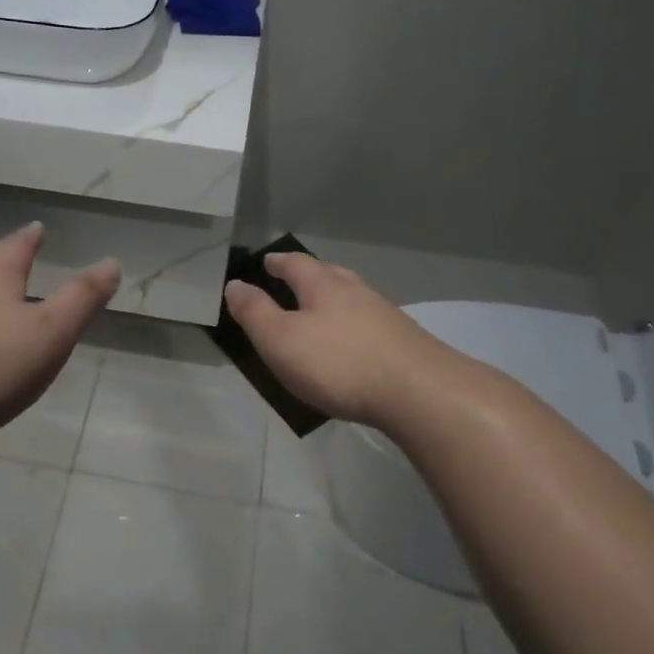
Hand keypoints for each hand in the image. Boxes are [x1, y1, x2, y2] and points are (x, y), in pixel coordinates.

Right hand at [223, 253, 458, 427]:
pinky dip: (353, 325)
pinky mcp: (404, 341)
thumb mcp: (280, 340)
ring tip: (321, 310)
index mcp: (323, 285)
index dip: (279, 262)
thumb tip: (234, 284)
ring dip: (334, 299)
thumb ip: (255, 312)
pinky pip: (369, 323)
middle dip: (309, 276)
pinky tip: (353, 342)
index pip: (296, 263)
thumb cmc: (338, 363)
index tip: (267, 261)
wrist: (418, 392)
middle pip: (329, 274)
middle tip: (293, 280)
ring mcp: (385, 314)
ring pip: (352, 297)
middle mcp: (356, 291)